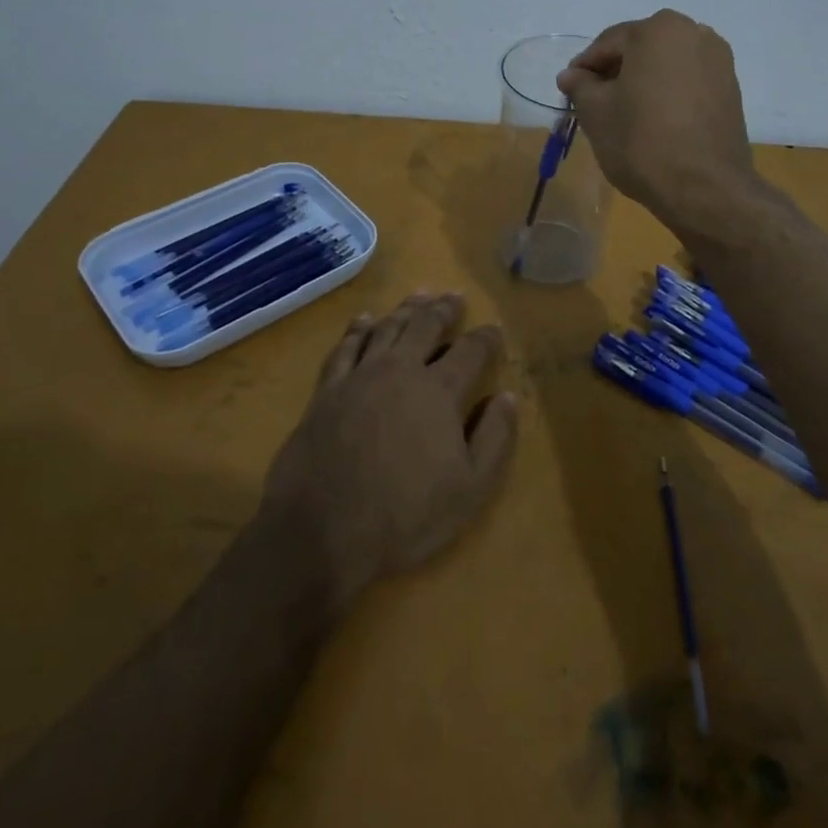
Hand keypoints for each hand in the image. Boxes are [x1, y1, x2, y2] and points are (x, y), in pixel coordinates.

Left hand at [261, 293, 519, 612]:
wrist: (320, 532)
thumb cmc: (405, 516)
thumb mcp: (471, 490)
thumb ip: (495, 439)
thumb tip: (507, 397)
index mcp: (439, 391)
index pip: (471, 351)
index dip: (487, 338)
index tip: (495, 329)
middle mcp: (400, 371)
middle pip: (426, 327)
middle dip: (444, 310)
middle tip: (454, 297)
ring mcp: (359, 377)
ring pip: (387, 329)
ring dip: (406, 310)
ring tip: (419, 296)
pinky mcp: (326, 391)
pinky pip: (345, 348)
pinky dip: (356, 329)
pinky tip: (363, 320)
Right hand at [557, 9, 757, 227]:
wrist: (705, 188)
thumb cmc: (642, 142)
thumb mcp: (596, 113)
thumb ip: (580, 86)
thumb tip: (571, 75)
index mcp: (659, 29)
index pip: (608, 43)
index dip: (585, 67)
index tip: (569, 90)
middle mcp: (694, 33)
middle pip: (641, 49)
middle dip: (616, 72)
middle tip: (595, 102)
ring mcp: (719, 61)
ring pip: (667, 65)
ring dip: (643, 82)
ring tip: (625, 113)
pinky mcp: (732, 89)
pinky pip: (688, 82)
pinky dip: (668, 94)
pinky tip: (655, 120)